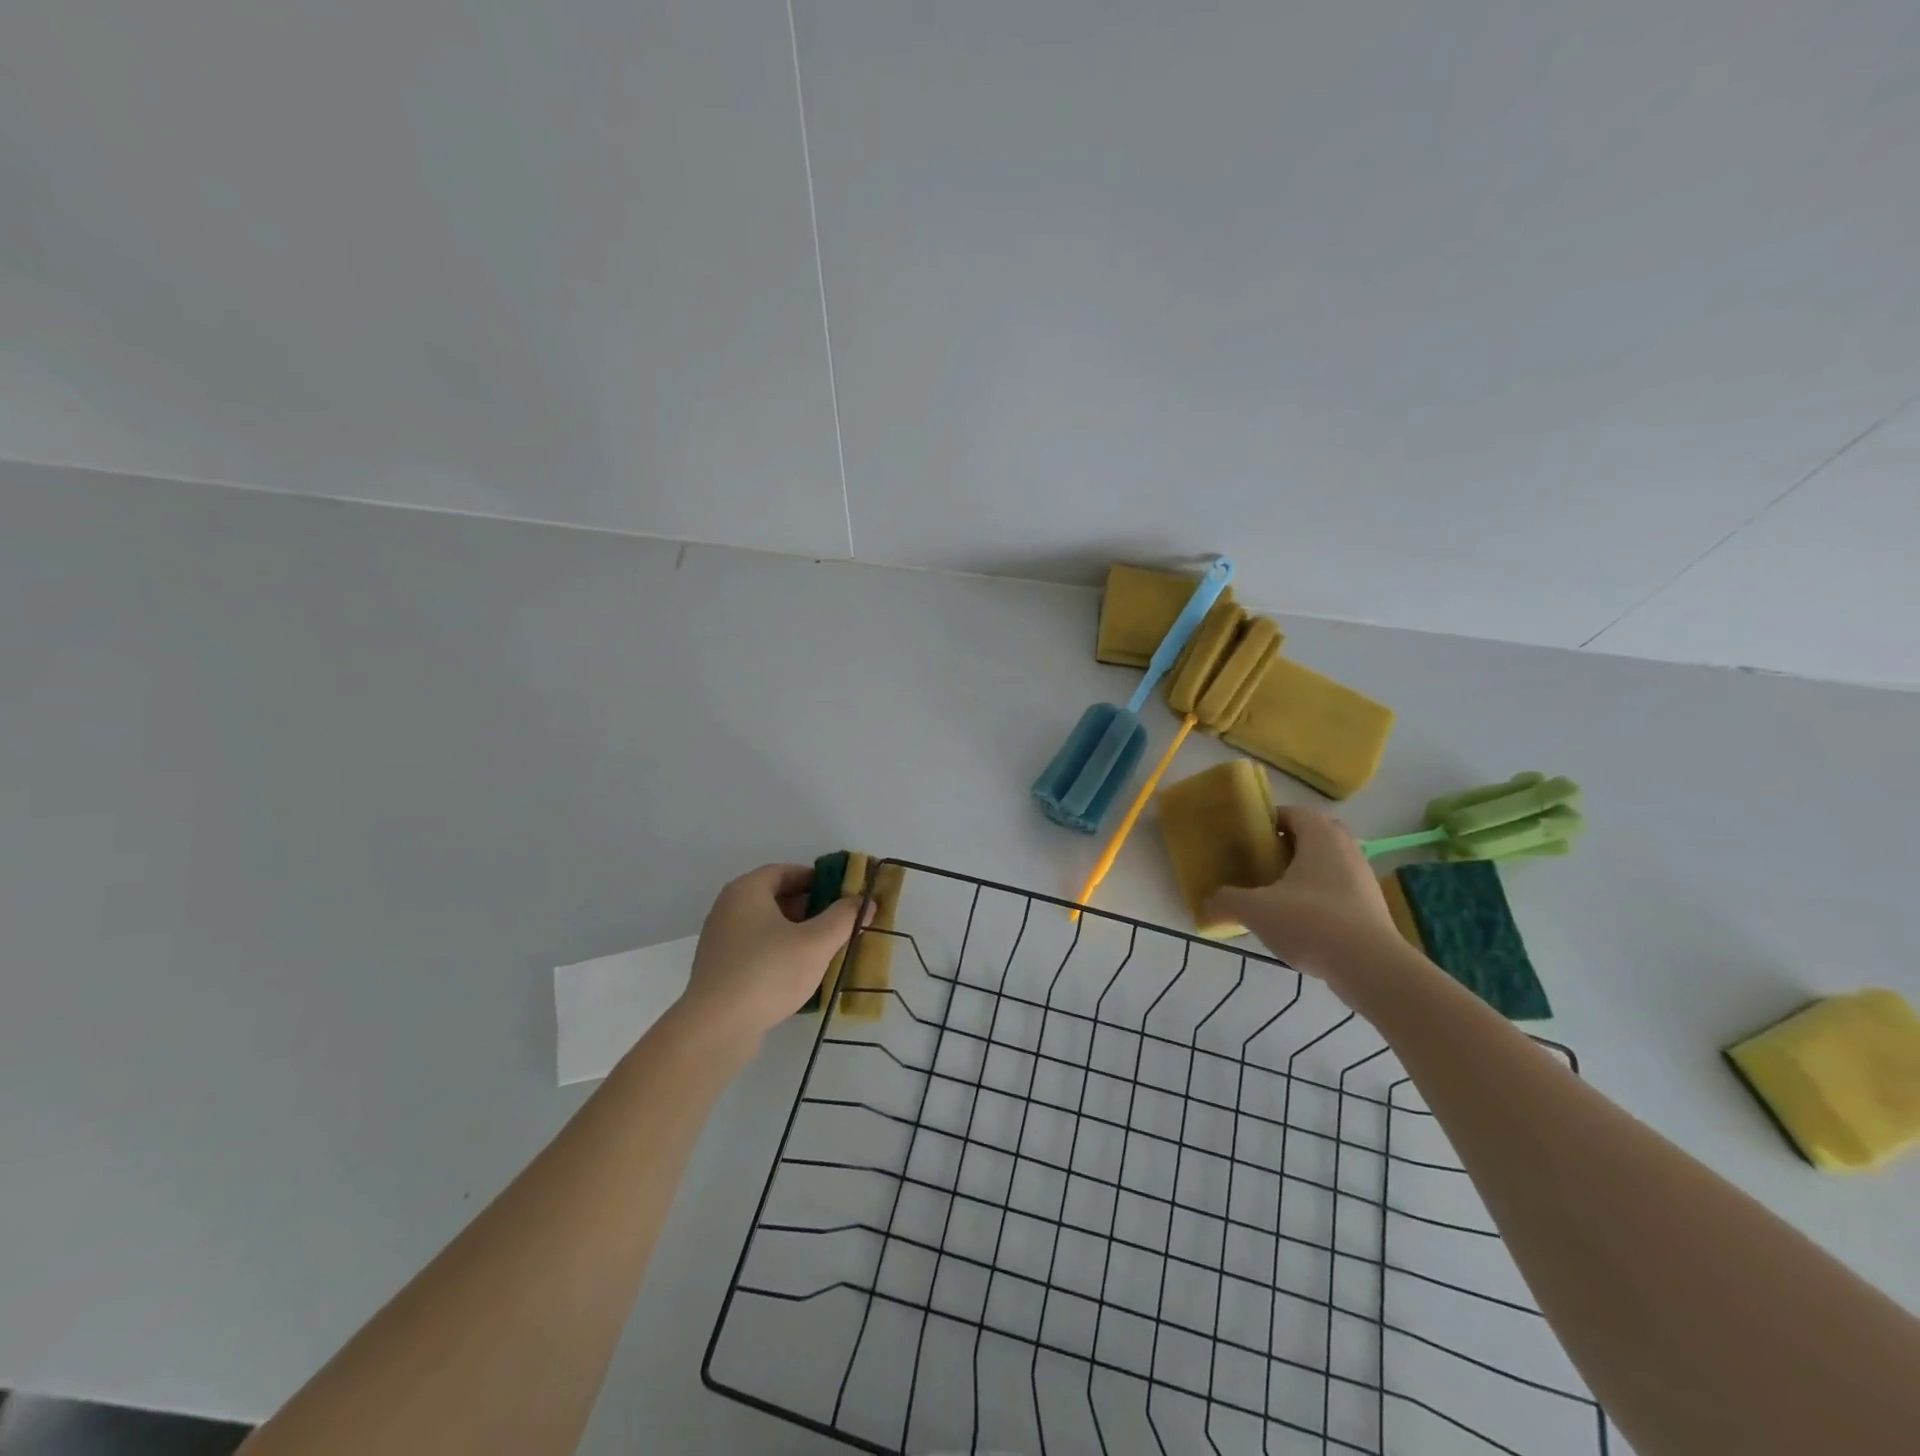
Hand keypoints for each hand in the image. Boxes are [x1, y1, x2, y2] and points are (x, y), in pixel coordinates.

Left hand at [674, 864, 868, 1049]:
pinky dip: (778, 952)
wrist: (716, 1028)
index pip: (786, 871)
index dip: (817, 879)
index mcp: (747, 890)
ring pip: (766, 925)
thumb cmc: (768, 972)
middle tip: (838, 922)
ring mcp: (720, 940)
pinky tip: (798, 973)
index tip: (842, 894)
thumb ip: (844, 918)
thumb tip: (865, 901)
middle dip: (810, 907)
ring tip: (824, 949)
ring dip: (796, 932)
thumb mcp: (816, 942)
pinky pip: (755, 949)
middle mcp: (728, 908)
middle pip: (776, 897)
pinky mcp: (719, 969)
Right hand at [1204, 807, 1403, 977]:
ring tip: (1277, 893)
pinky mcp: (1372, 906)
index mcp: (1320, 836)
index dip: (1268, 822)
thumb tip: (1207, 903)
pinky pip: (1340, 888)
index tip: (1247, 839)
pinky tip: (1300, 920)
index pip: (1292, 813)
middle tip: (1262, 862)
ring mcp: (1363, 877)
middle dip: (1288, 845)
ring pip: (1328, 862)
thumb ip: (1226, 901)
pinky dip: (1320, 895)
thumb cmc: (1310, 921)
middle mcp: (1346, 848)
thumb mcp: (1255, 910)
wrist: (1370, 967)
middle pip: (1314, 834)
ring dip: (1305, 871)